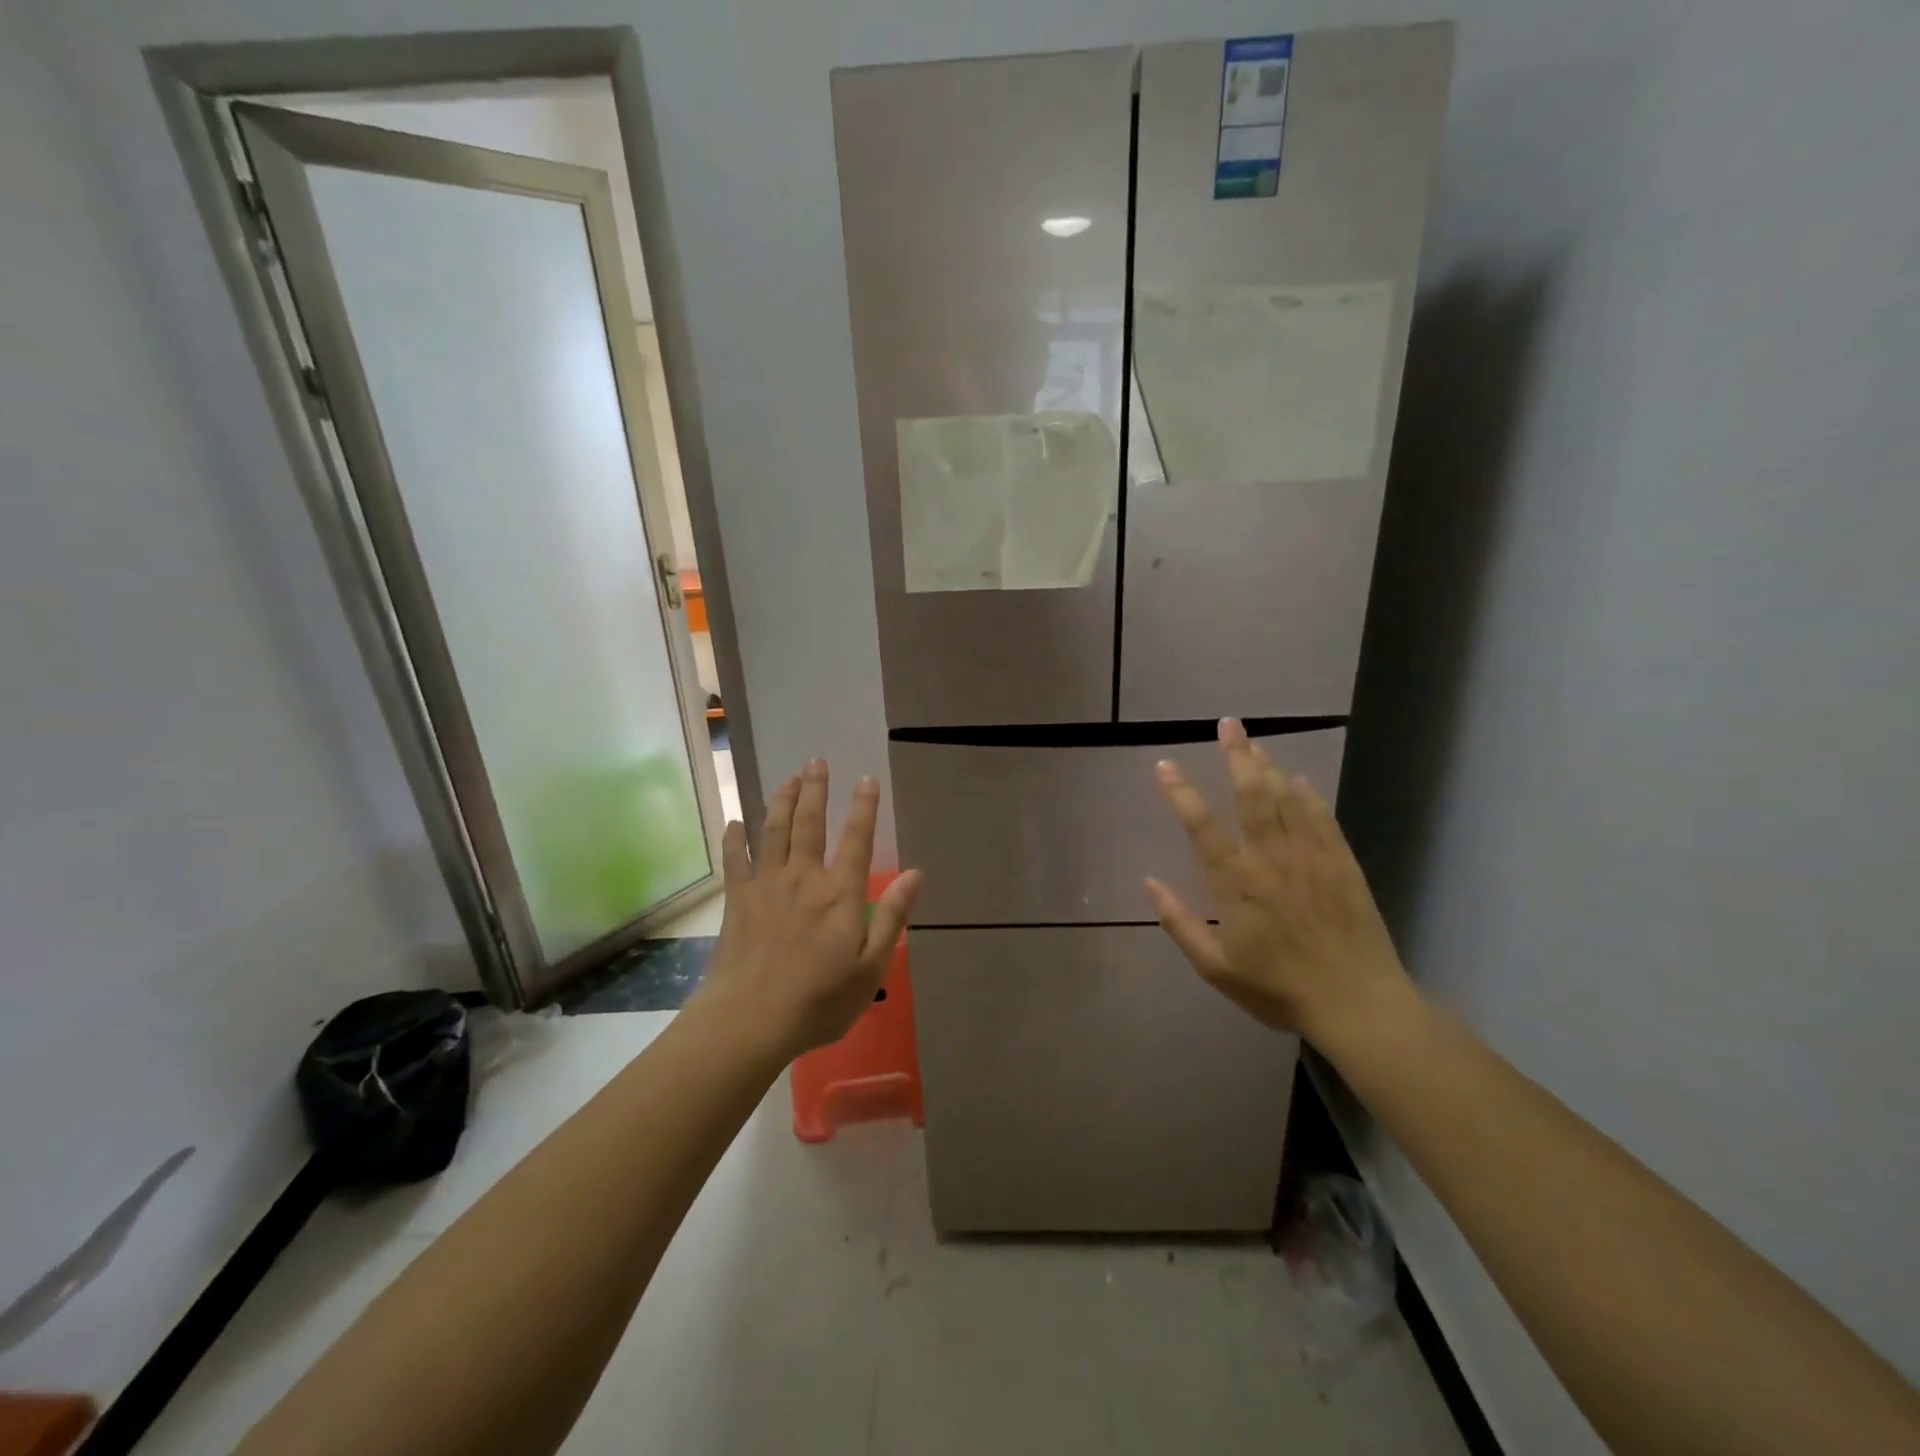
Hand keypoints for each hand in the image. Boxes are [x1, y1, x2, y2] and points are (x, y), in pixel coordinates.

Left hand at [696, 759, 921, 1060]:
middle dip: (816, 790)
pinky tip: (735, 823)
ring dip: (782, 801)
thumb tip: (916, 874)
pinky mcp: (738, 900)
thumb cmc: (819, 1001)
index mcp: (840, 894)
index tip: (866, 779)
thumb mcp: (871, 968)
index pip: (857, 839)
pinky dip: (735, 838)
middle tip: (816, 762)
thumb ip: (892, 917)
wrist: (750, 1020)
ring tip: (788, 779)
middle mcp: (804, 878)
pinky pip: (736, 859)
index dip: (864, 808)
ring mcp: (767, 885)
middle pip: (810, 824)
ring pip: (774, 831)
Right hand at [1146, 718, 1410, 1046]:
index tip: (1165, 765)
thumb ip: (1180, 924)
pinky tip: (1300, 780)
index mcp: (1236, 884)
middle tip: (1228, 725)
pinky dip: (1310, 797)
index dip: (1181, 794)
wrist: (1357, 1004)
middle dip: (1236, 757)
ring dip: (1268, 768)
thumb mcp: (1216, 969)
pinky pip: (1323, 820)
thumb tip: (1150, 883)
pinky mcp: (1342, 865)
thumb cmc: (1279, 989)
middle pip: (1250, 797)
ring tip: (1255, 741)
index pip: (1201, 827)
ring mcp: (1310, 859)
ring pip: (1285, 801)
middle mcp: (1270, 860)